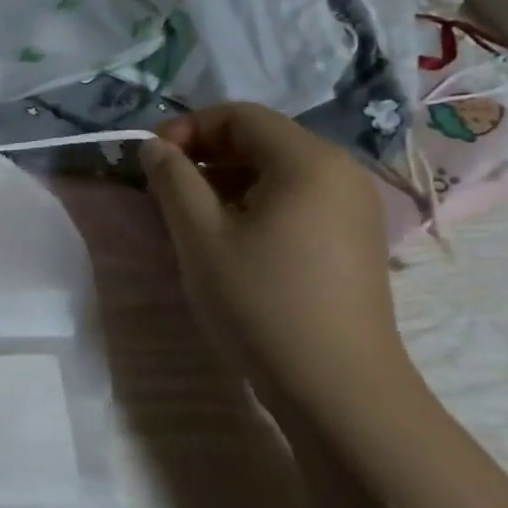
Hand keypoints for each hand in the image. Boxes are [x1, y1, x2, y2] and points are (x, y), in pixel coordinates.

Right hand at [139, 103, 411, 418]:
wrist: (339, 391)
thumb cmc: (262, 303)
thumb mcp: (200, 236)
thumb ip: (172, 179)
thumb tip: (154, 147)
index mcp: (308, 160)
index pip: (239, 115)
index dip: (187, 127)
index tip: (151, 160)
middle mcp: (341, 171)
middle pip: (261, 139)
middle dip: (206, 154)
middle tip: (166, 188)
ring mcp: (355, 207)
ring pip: (277, 170)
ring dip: (228, 180)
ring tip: (192, 216)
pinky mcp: (355, 239)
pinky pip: (297, 199)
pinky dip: (256, 203)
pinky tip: (232, 239)